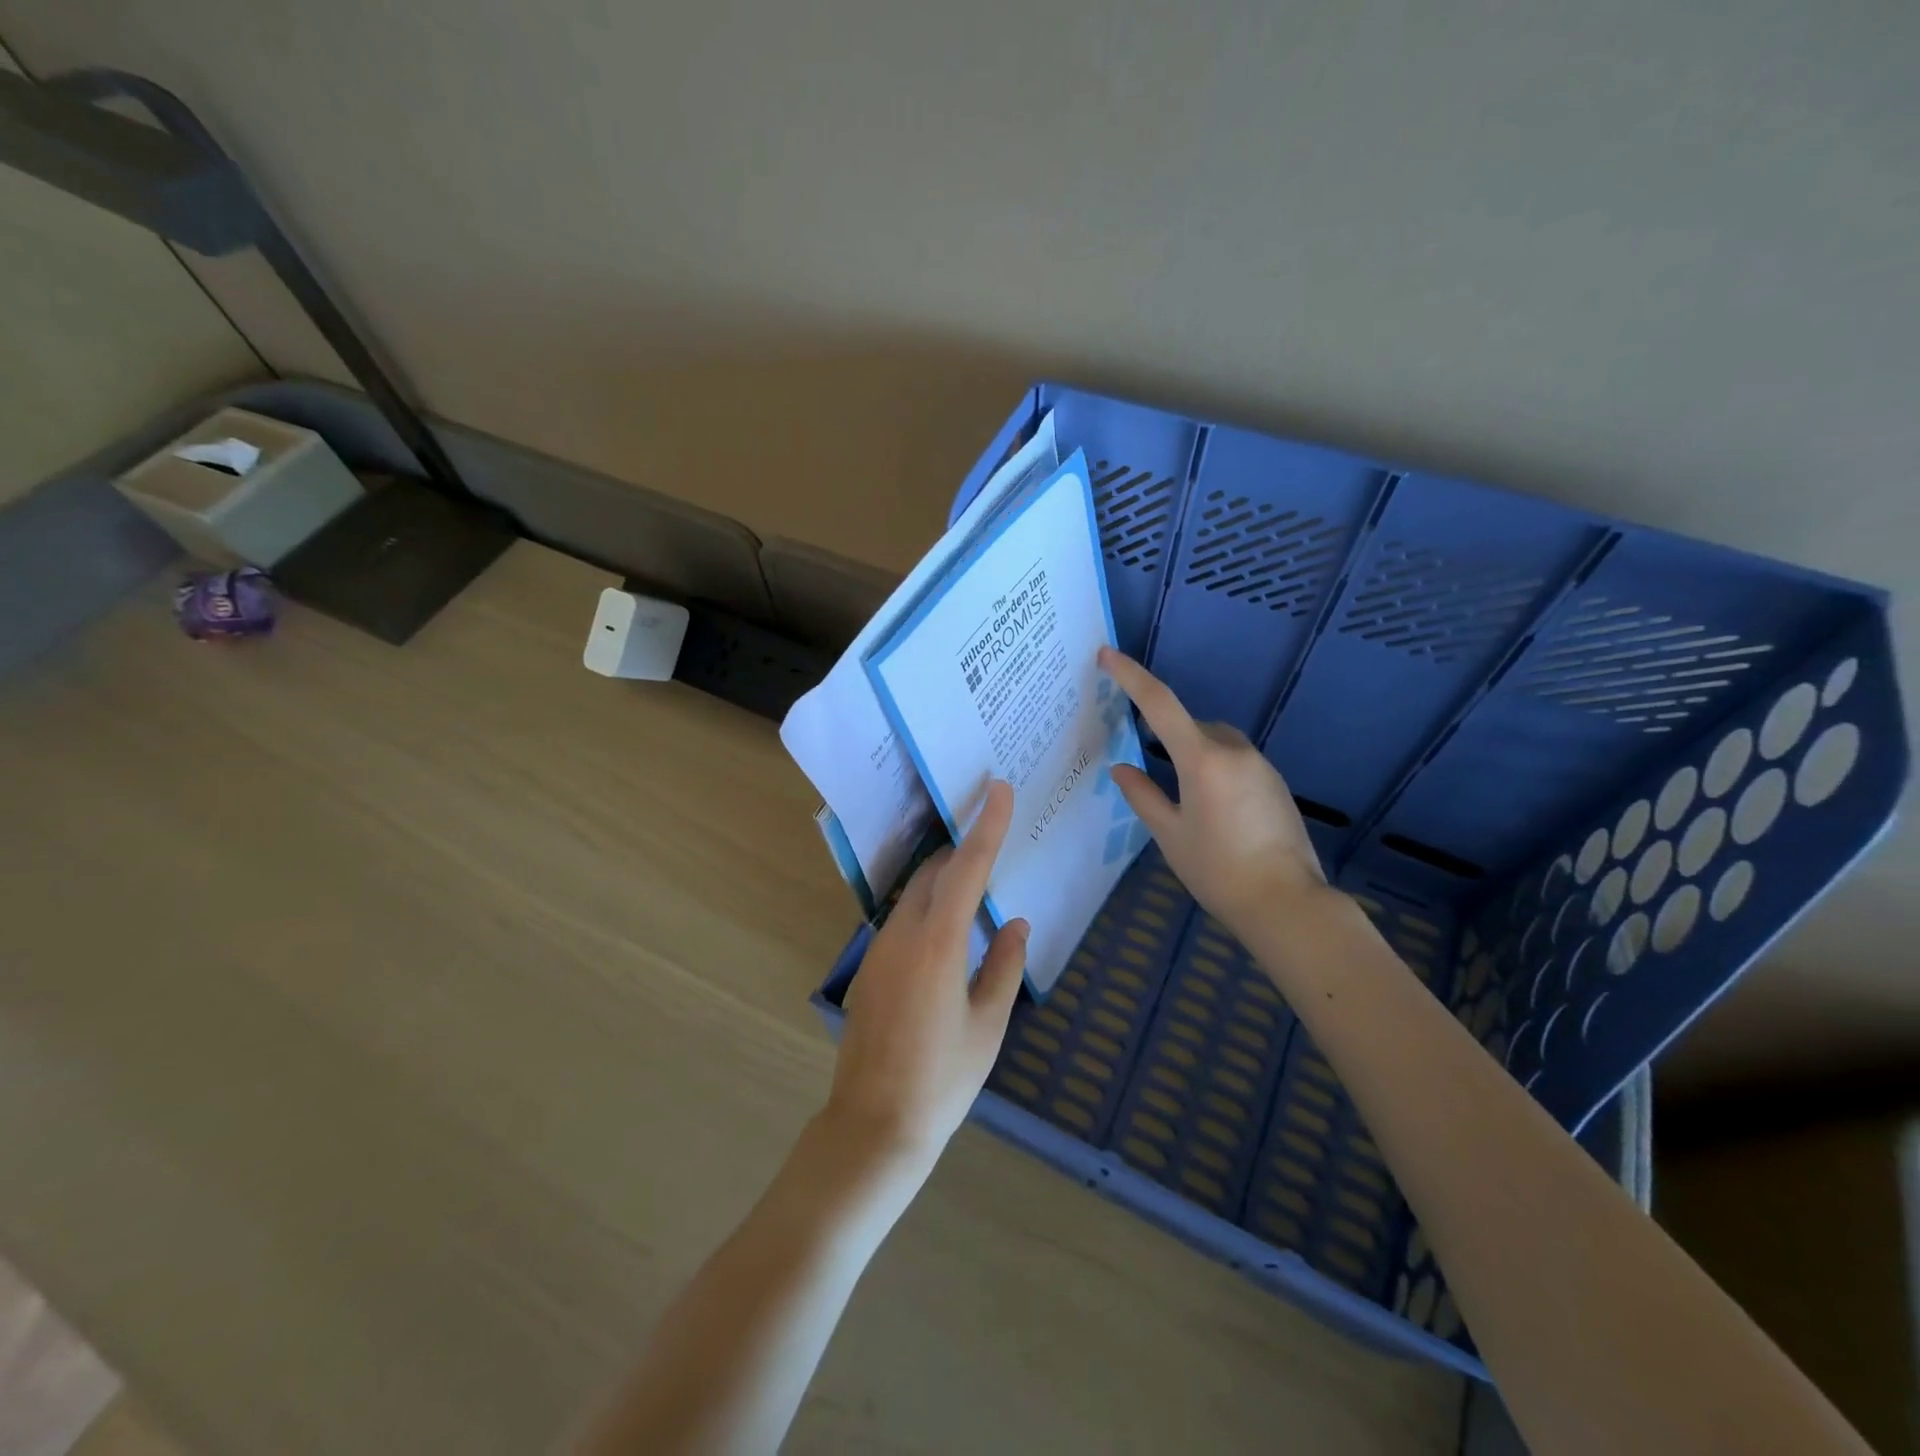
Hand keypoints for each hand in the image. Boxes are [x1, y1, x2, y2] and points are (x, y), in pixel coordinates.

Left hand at [826, 780, 1028, 1172]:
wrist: (874, 1124)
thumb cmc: (942, 1079)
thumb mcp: (988, 1024)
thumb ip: (1005, 966)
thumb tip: (1014, 924)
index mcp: (939, 943)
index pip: (967, 868)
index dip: (986, 826)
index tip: (998, 789)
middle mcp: (904, 933)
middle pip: (936, 872)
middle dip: (964, 851)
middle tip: (995, 842)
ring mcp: (880, 948)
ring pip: (916, 893)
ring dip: (945, 880)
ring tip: (977, 887)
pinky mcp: (870, 965)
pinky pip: (904, 918)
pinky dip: (930, 907)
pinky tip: (949, 933)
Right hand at [1099, 647, 1326, 940]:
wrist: (1286, 903)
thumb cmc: (1218, 870)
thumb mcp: (1170, 834)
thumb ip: (1142, 796)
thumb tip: (1122, 768)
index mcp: (1202, 759)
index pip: (1159, 704)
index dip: (1131, 676)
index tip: (1108, 655)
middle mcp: (1234, 752)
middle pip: (1193, 725)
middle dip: (1170, 736)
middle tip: (1154, 772)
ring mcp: (1261, 766)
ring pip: (1217, 743)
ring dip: (1196, 755)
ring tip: (1188, 802)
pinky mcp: (1276, 784)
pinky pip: (1237, 762)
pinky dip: (1218, 771)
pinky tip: (1216, 812)